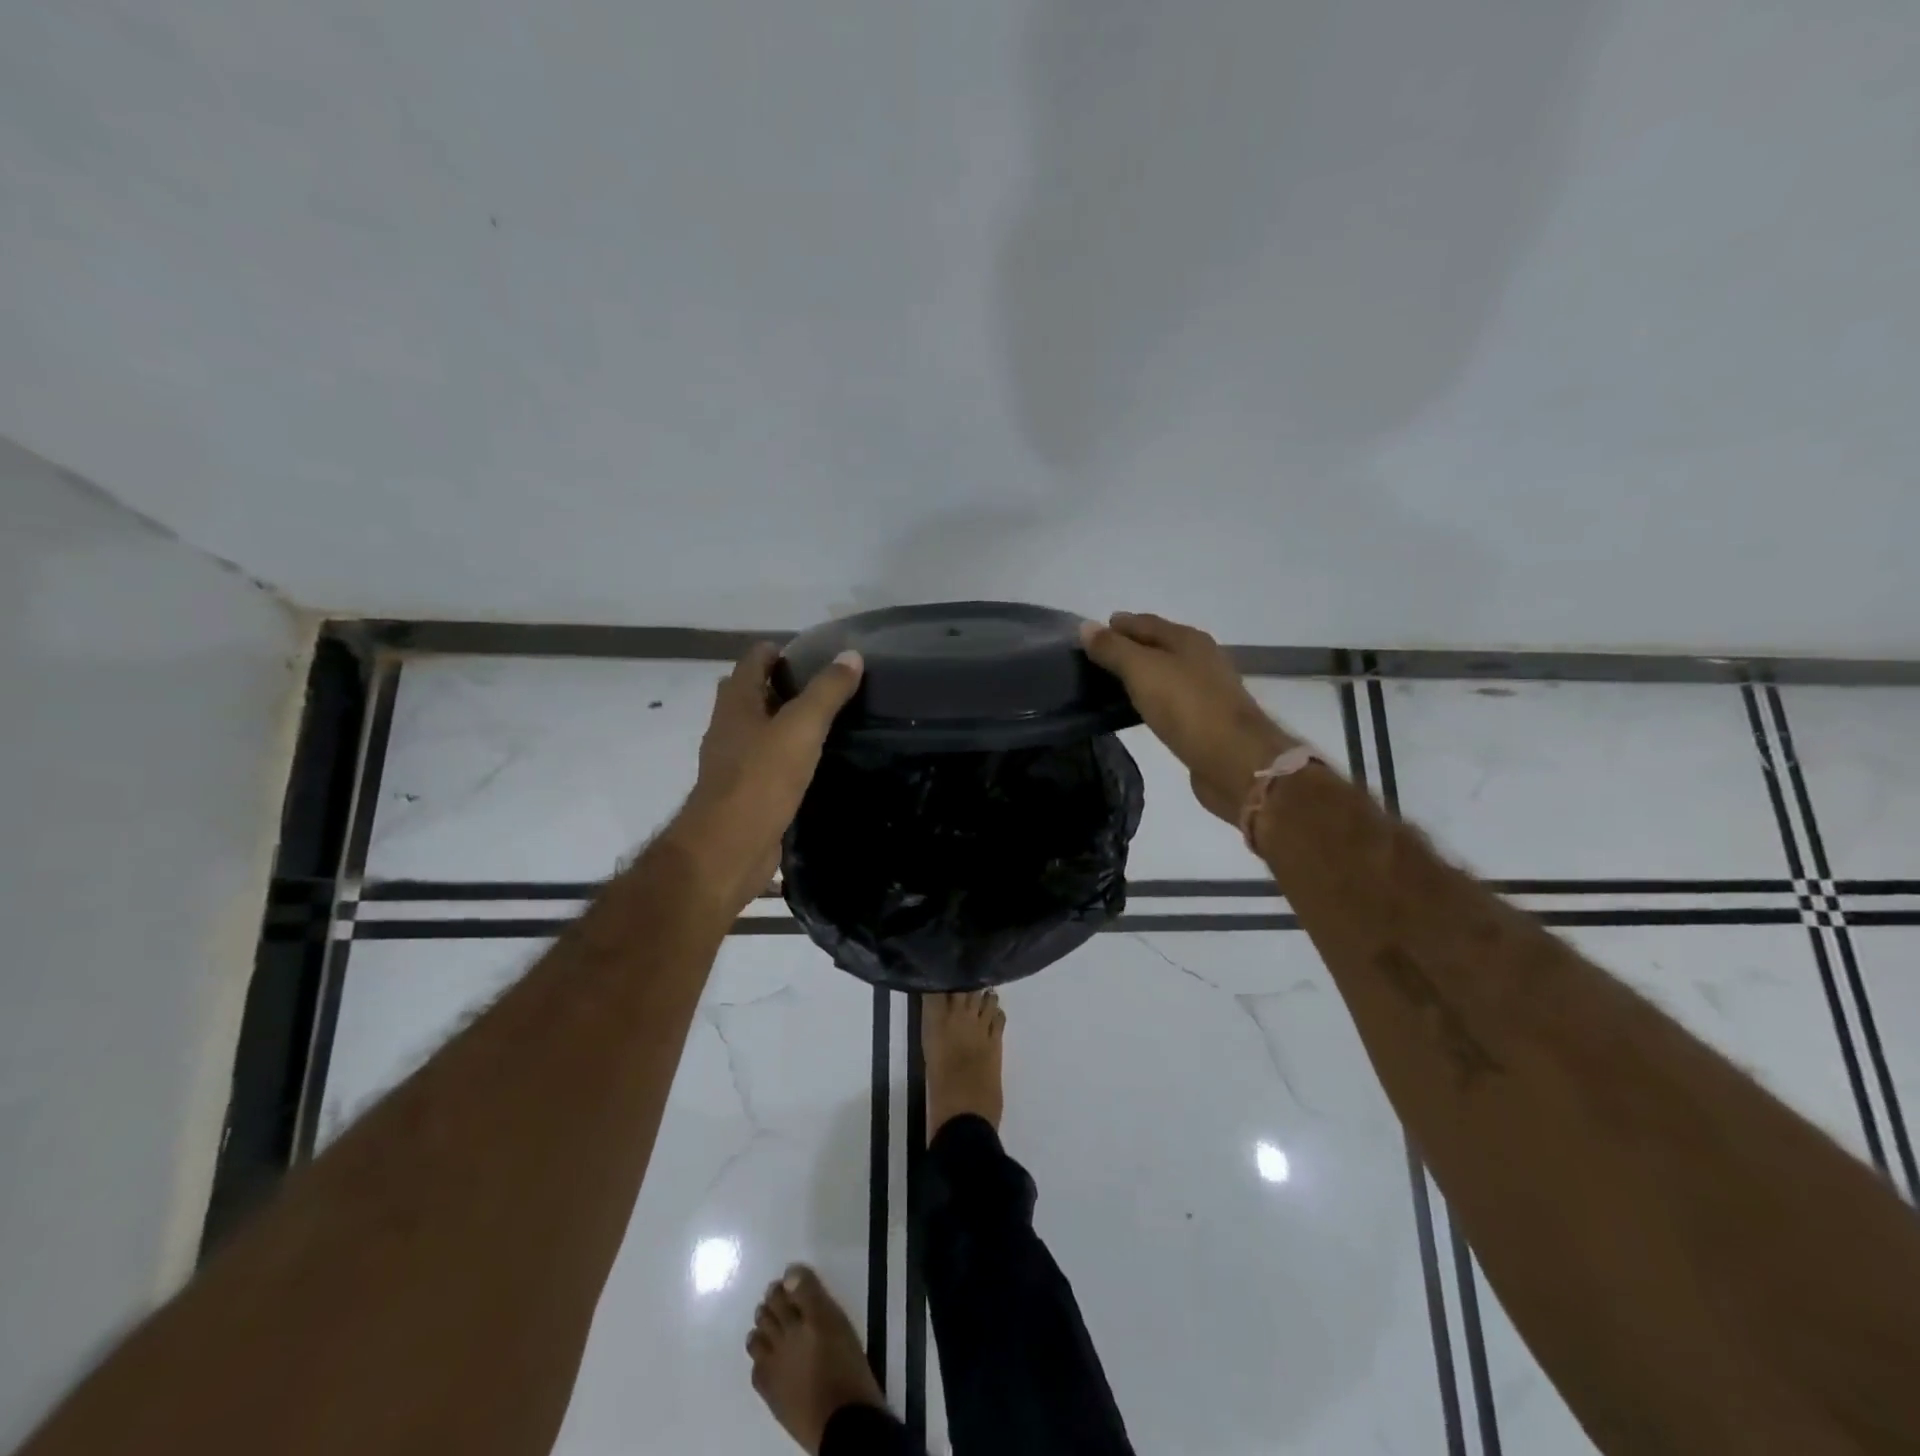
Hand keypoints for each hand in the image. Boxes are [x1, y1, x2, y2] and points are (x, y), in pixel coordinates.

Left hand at [666, 643, 863, 910]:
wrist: (728, 848)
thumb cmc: (761, 779)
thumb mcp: (801, 728)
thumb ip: (826, 691)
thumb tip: (851, 655)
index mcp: (736, 704)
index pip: (753, 660)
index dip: (780, 651)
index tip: (817, 653)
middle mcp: (729, 728)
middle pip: (754, 693)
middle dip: (784, 685)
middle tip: (828, 687)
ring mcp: (734, 762)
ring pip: (760, 729)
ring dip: (786, 721)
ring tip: (829, 722)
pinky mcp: (745, 793)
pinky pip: (767, 762)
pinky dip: (788, 755)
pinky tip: (814, 763)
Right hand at [1081, 612, 1297, 824]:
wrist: (1234, 760)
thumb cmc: (1186, 707)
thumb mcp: (1142, 671)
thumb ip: (1113, 649)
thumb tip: (1086, 626)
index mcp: (1188, 639)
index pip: (1146, 622)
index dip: (1118, 625)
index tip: (1089, 635)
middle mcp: (1201, 658)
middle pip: (1159, 646)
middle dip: (1129, 648)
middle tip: (1096, 659)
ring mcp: (1207, 690)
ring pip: (1166, 674)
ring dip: (1141, 675)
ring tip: (1111, 684)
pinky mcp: (1207, 720)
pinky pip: (1171, 700)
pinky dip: (1152, 699)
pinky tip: (1139, 709)